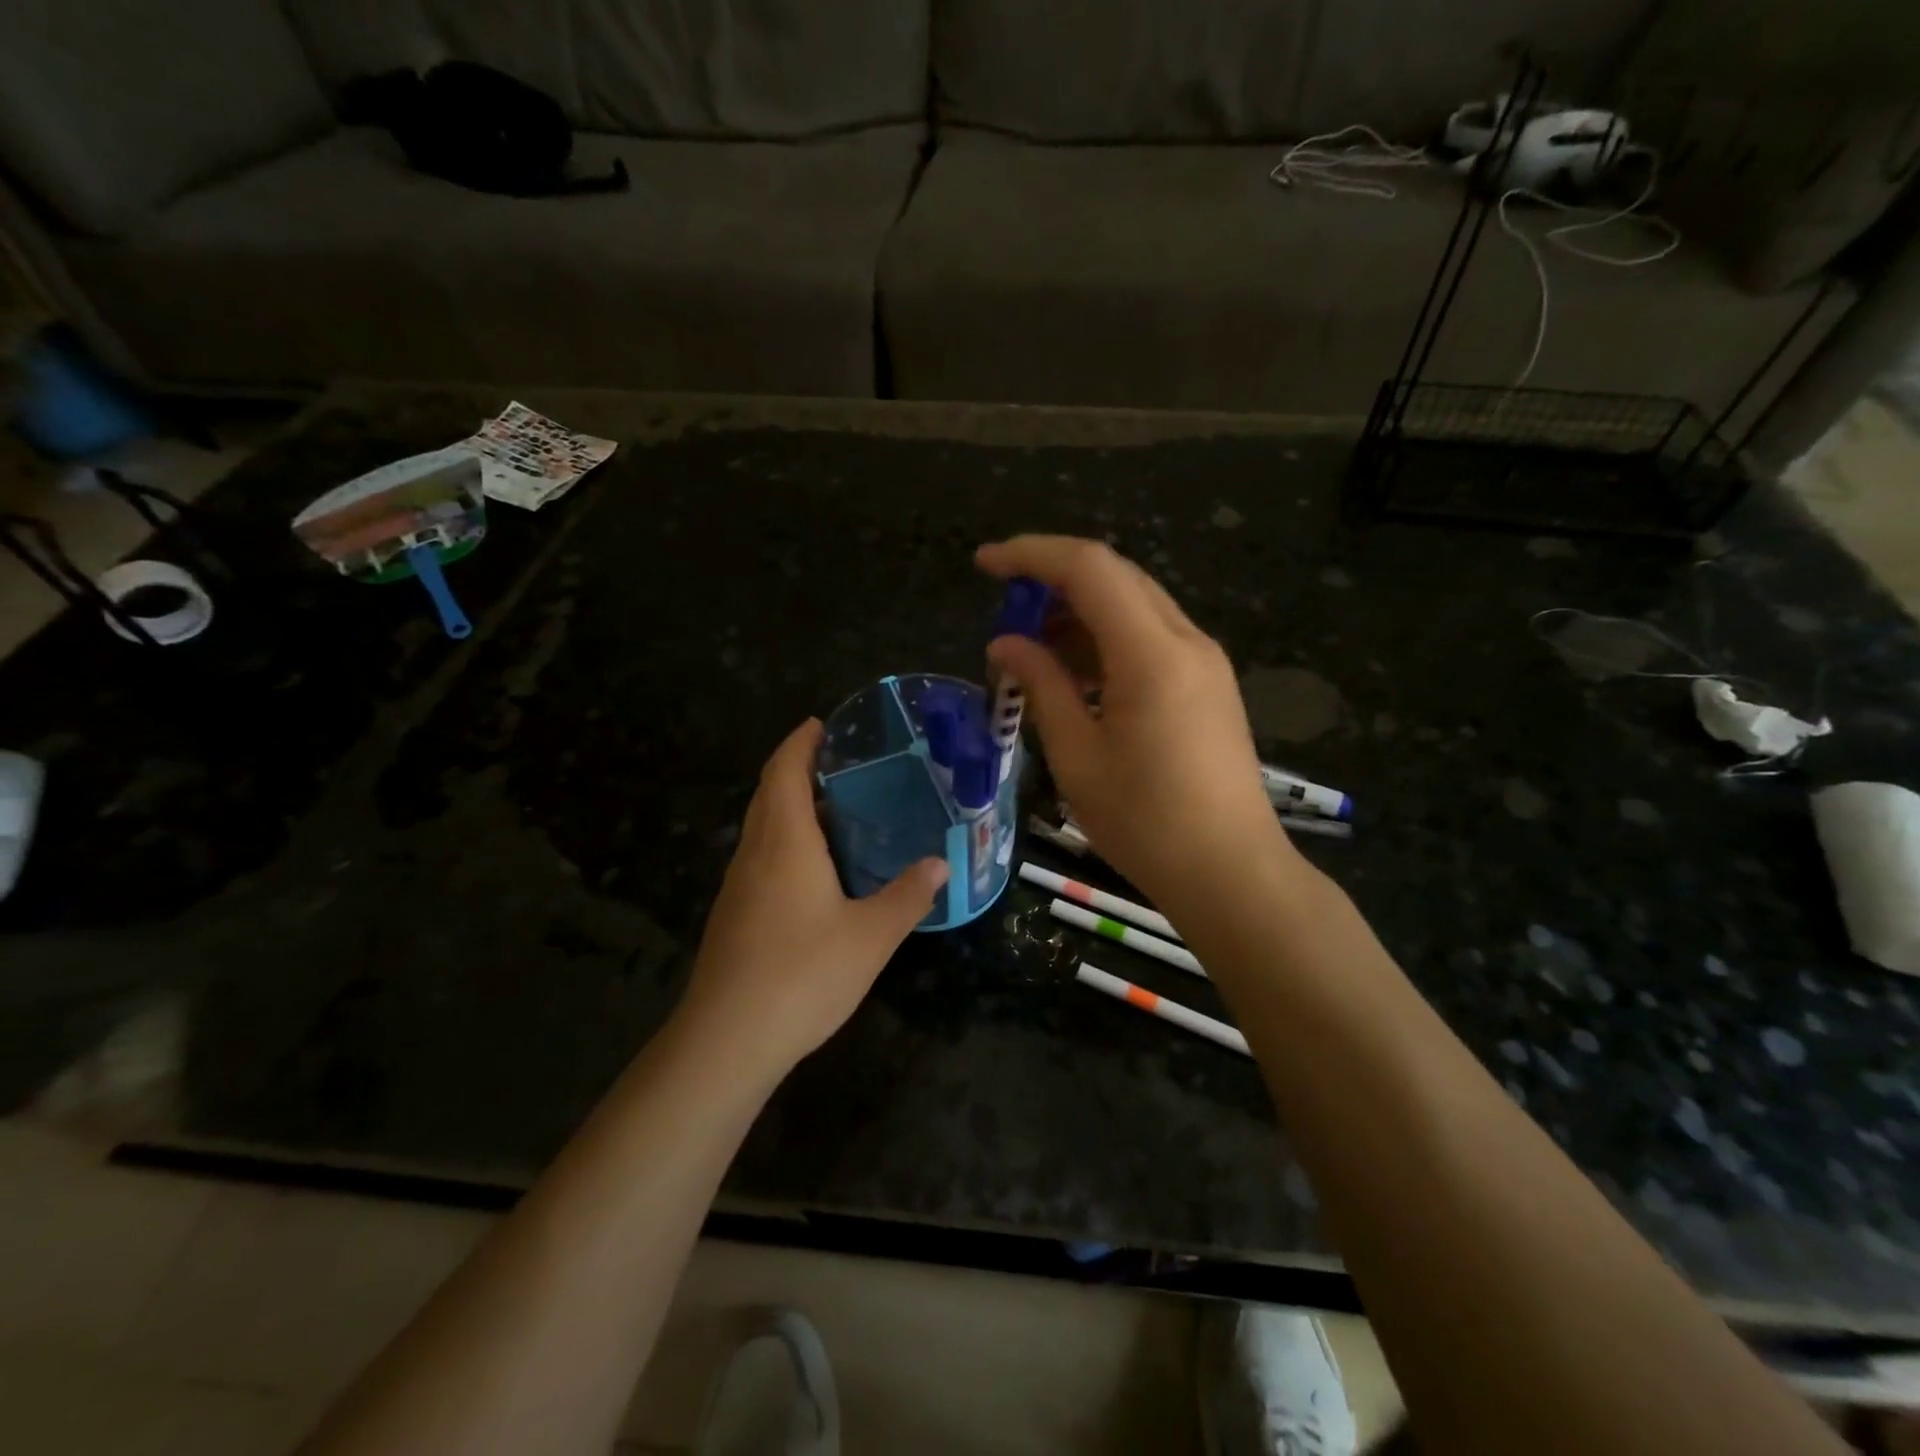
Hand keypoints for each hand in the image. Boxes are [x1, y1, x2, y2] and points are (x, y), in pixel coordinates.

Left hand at [676, 719, 948, 1077]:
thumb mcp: (871, 935)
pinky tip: (815, 871)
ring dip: (790, 807)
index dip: (799, 742)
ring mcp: (737, 886)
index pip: (783, 770)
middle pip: (768, 793)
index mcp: (785, 842)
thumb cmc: (802, 974)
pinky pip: (760, 858)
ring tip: (835, 811)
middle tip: (841, 764)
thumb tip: (940, 863)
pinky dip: (785, 842)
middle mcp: (754, 853)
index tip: (821, 724)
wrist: (727, 1040)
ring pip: (762, 827)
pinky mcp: (733, 916)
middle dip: (796, 768)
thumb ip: (907, 895)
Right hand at [977, 535, 1291, 910]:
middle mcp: (1186, 640)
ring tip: (1033, 652)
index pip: (1089, 568)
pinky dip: (1107, 641)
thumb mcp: (1077, 755)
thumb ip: (1040, 686)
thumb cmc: (1145, 822)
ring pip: (1134, 606)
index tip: (984, 564)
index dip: (1031, 554)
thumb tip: (1005, 644)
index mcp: (1152, 653)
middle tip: (1006, 613)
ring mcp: (1204, 661)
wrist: (1231, 872)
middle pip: (1115, 577)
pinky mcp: (1208, 685)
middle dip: (1053, 581)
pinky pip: (1151, 638)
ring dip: (1080, 613)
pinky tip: (1076, 676)